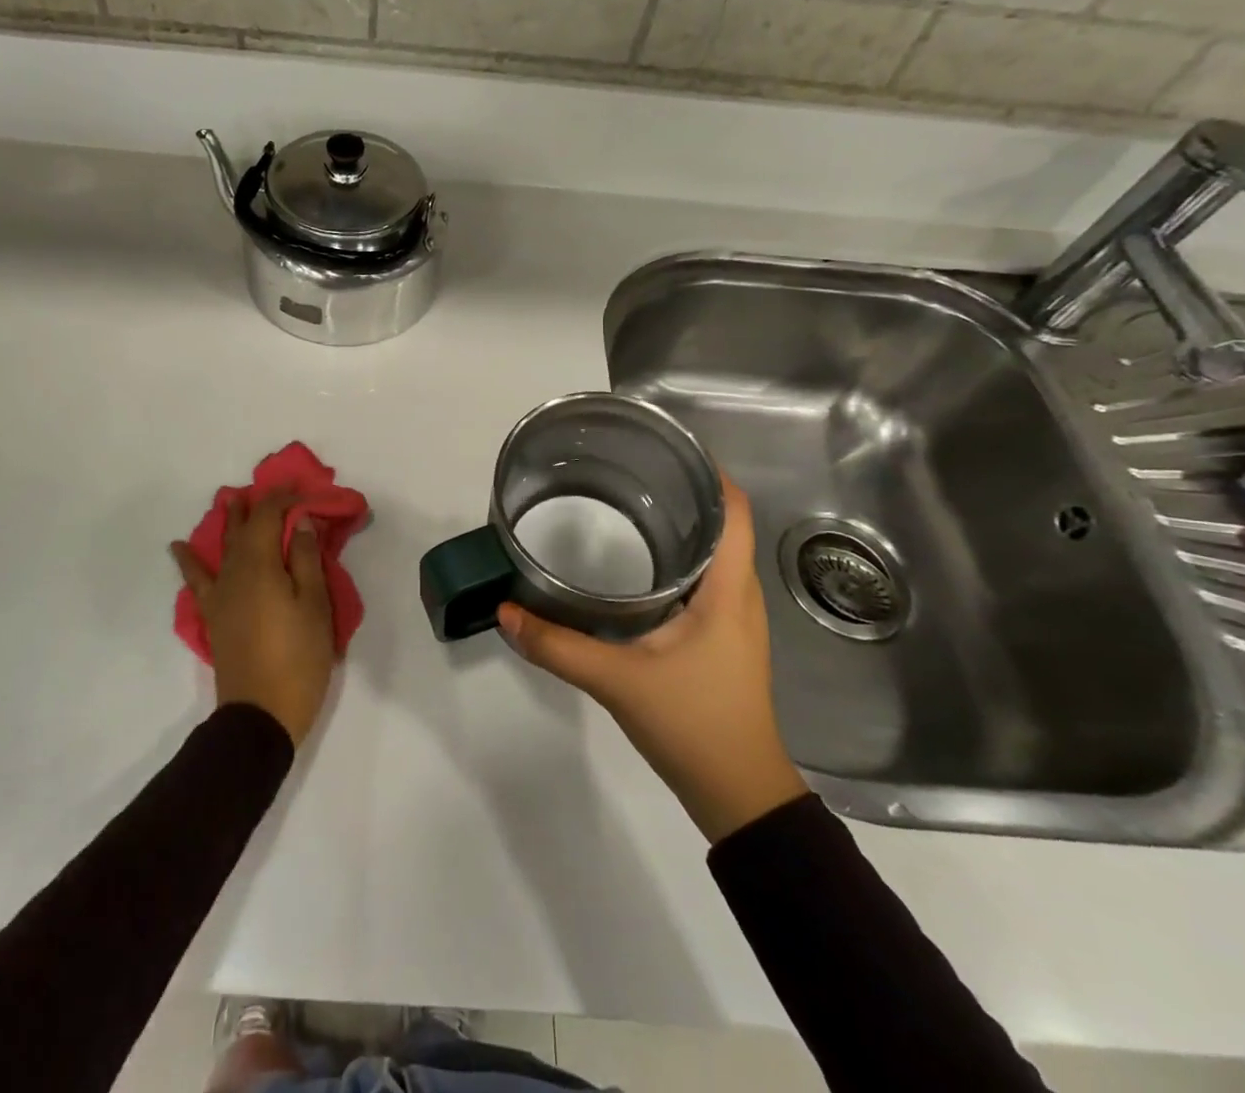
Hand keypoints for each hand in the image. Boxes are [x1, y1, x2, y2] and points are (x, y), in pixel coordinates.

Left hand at [171, 492, 335, 748]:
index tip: (303, 488)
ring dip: (229, 522)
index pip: (269, 516)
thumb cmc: (298, 658)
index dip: (284, 497)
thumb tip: (299, 521)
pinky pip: (198, 580)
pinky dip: (189, 562)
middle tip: (268, 487)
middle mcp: (234, 573)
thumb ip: (306, 559)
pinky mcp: (214, 617)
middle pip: (243, 529)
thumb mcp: (315, 606)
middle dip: (256, 505)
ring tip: (229, 500)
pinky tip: (179, 549)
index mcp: (261, 566)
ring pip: (223, 548)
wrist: (260, 715)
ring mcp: (220, 596)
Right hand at [499, 475, 807, 843]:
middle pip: (723, 524)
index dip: (710, 472)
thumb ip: (558, 646)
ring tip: (625, 504)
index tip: (665, 448)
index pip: (735, 510)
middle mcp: (738, 595)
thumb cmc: (693, 725)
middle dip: (681, 491)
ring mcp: (732, 619)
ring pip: (714, 553)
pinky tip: (635, 564)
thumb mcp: (618, 681)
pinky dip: (676, 558)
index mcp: (729, 590)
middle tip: (626, 471)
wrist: (737, 795)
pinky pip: (704, 580)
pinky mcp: (720, 639)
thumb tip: (506, 611)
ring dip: (679, 524)